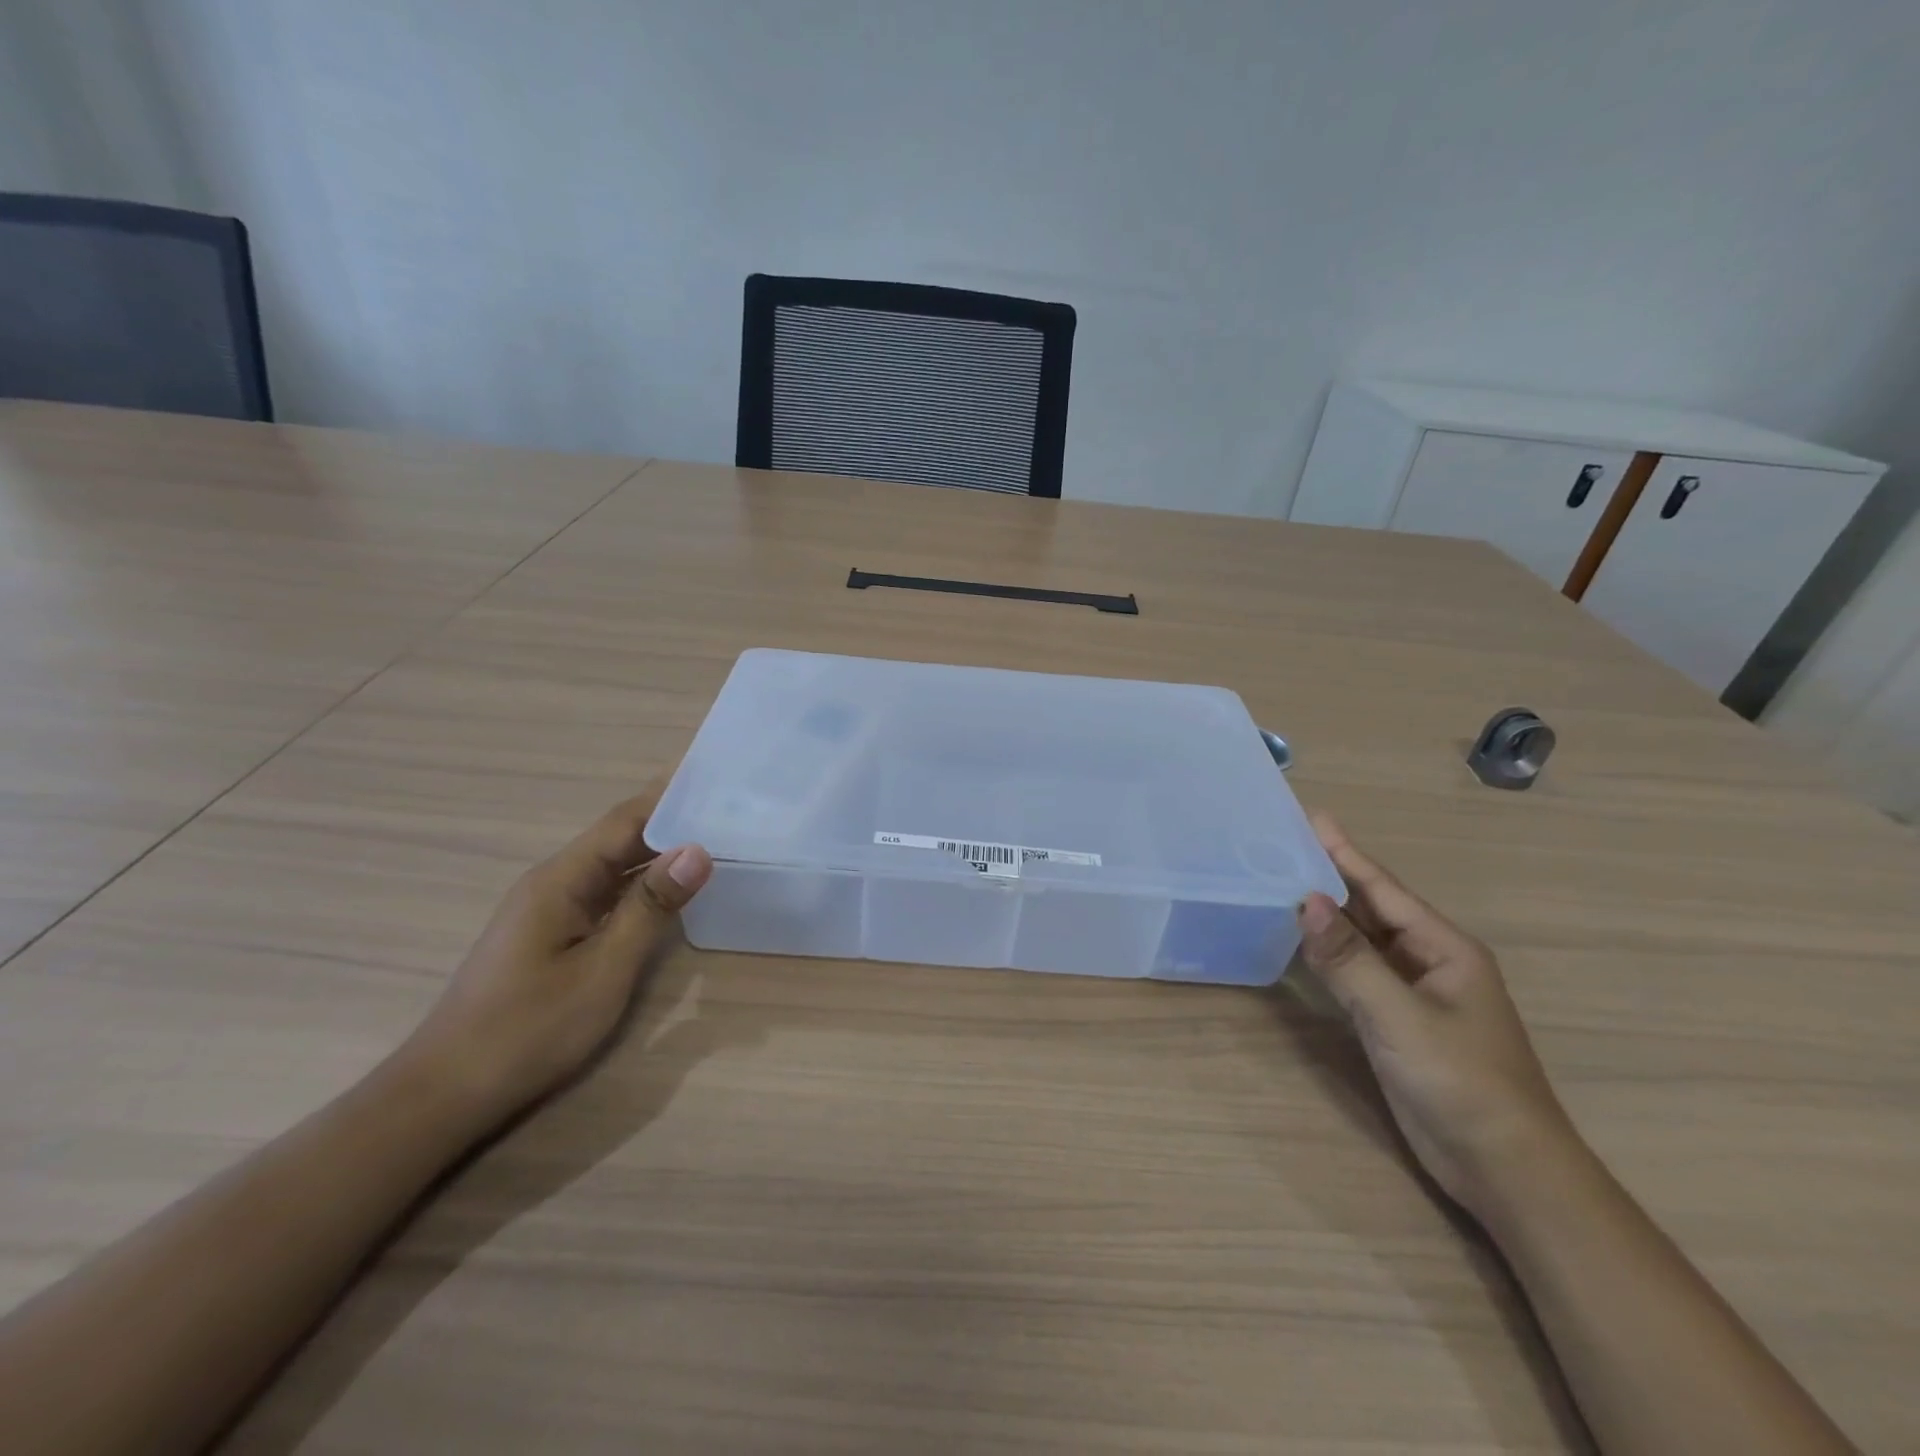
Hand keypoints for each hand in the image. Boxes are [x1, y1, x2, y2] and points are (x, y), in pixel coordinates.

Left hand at [404, 786, 711, 1125]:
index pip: (625, 819)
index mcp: (562, 879)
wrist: (446, 1093)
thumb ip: (651, 907)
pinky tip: (676, 890)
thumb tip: (699, 849)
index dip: (670, 794)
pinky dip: (645, 885)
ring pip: (616, 866)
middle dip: (674, 819)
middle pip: (621, 836)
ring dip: (661, 851)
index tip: (716, 775)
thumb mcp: (603, 970)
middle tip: (732, 808)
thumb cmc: (528, 1030)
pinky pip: (609, 894)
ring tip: (717, 838)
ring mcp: (553, 910)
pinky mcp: (555, 935)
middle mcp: (555, 883)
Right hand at [1296, 813, 1578, 1220]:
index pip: (1383, 888)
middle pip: (1370, 908)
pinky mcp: (1396, 1021)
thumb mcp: (1401, 1016)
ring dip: (1324, 915)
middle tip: (1279, 846)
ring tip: (1278, 882)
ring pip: (1360, 940)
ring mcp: (1412, 993)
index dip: (1345, 851)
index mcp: (1444, 948)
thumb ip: (1350, 958)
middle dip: (1328, 876)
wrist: (1505, 1170)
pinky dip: (1326, 954)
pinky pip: (1355, 972)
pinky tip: (1298, 941)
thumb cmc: (1462, 1083)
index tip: (1310, 816)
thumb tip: (1306, 900)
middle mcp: (1428, 961)